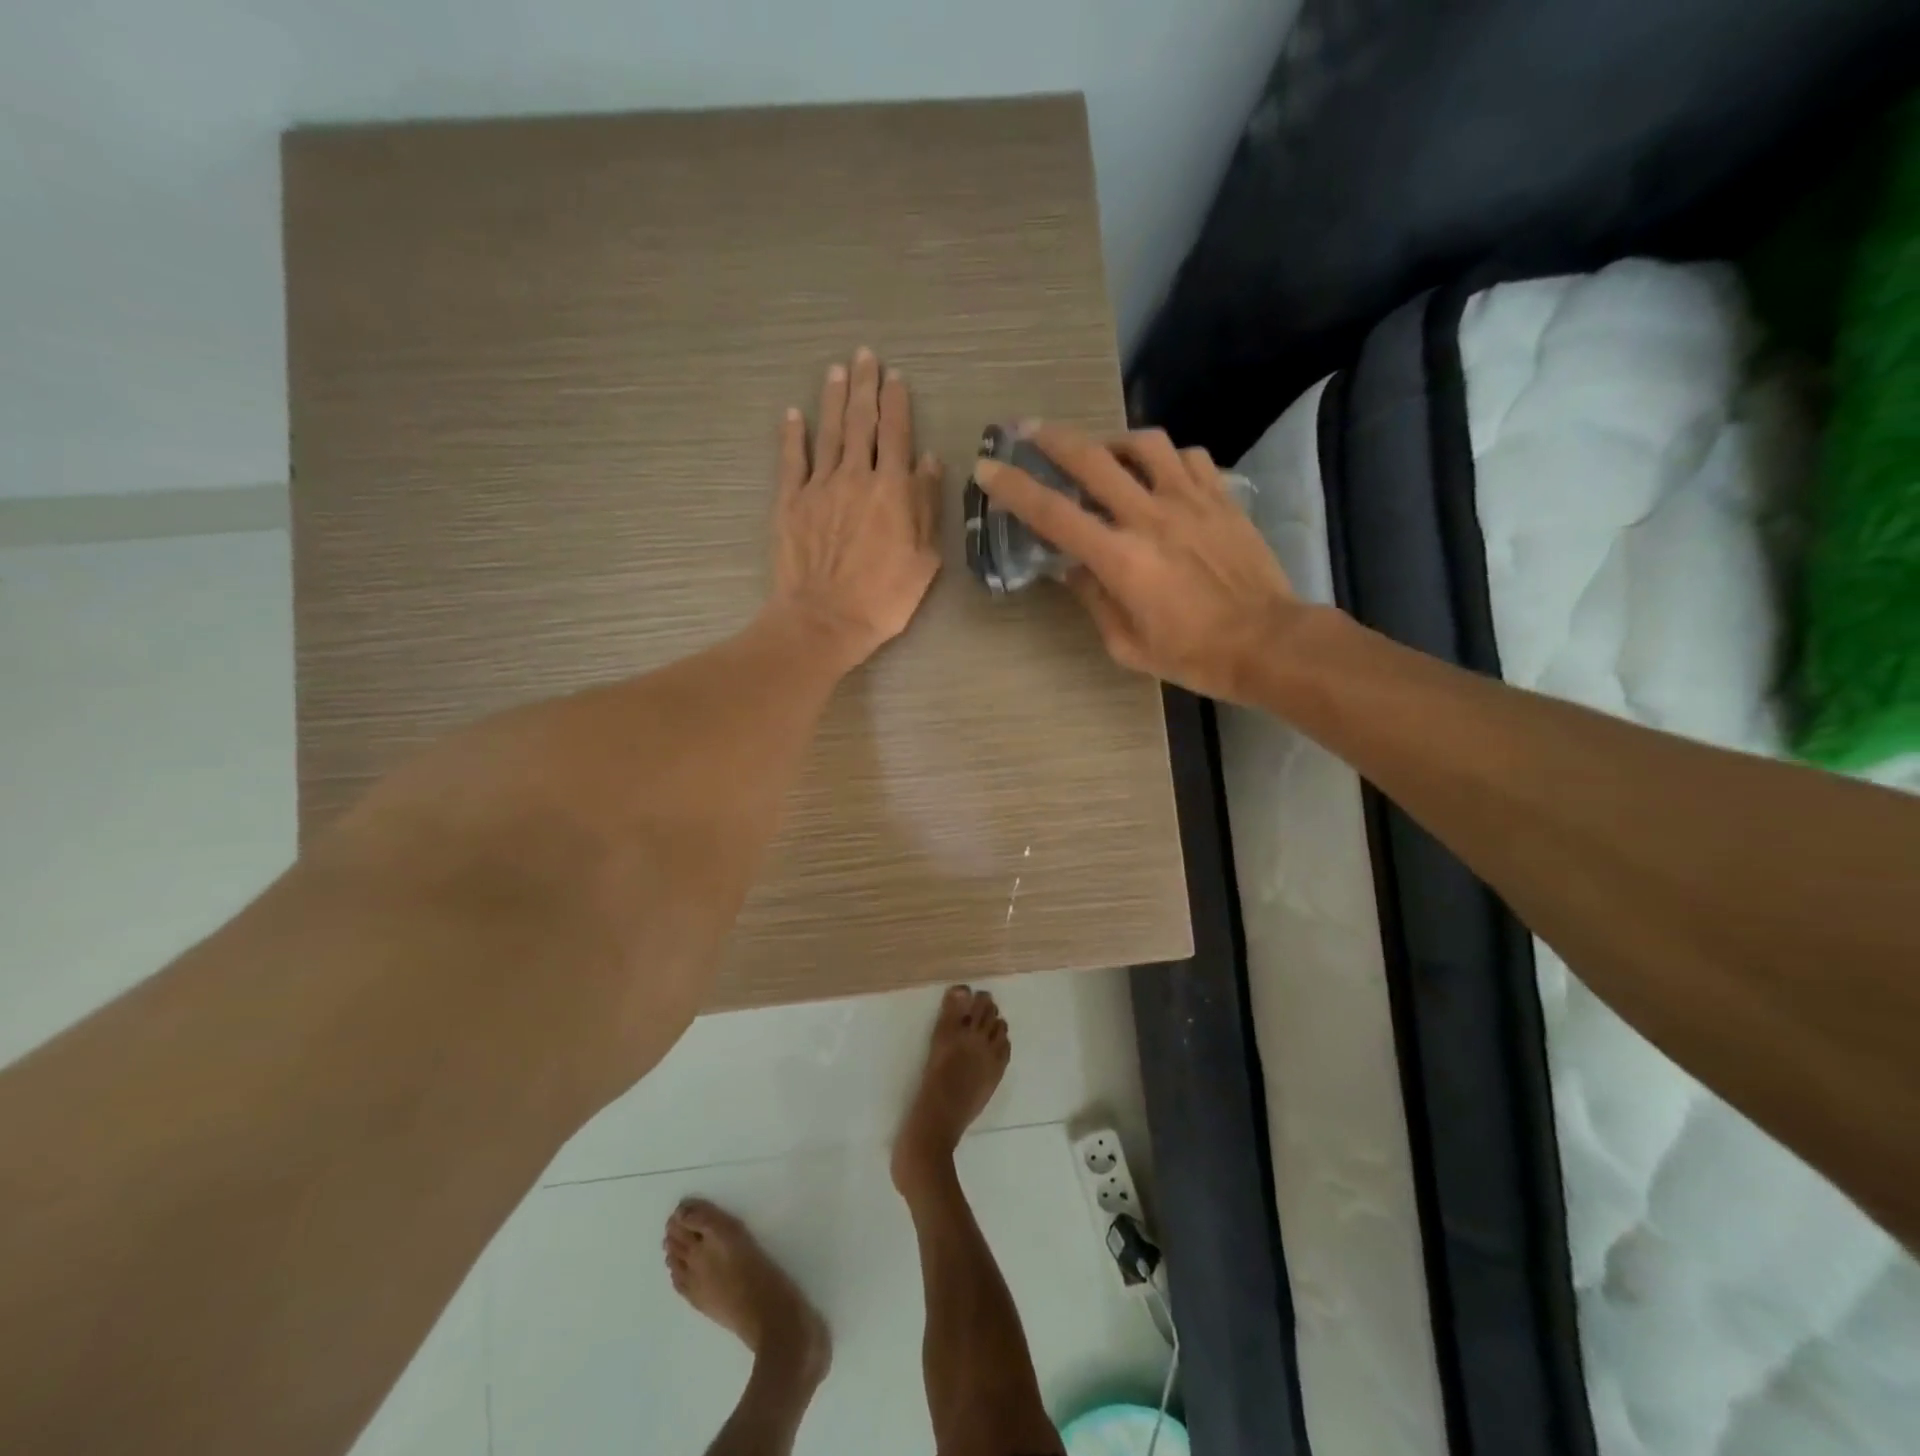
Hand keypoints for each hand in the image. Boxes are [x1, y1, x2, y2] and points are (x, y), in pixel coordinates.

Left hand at [769, 348, 942, 671]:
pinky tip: (793, 414)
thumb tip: (929, 461)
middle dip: (865, 386)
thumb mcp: (924, 558)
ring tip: (837, 370)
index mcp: (892, 489)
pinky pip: (791, 459)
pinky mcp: (790, 502)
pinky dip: (793, 434)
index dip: (897, 402)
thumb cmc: (884, 597)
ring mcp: (819, 486)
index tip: (896, 377)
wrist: (825, 620)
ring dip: (833, 398)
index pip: (897, 433)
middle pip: (861, 421)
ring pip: (828, 431)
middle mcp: (856, 476)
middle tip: (865, 356)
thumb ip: (926, 505)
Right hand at [972, 423, 1300, 703]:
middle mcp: (1150, 517)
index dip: (1014, 487)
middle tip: (1028, 430)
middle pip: (1092, 458)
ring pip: (1144, 443)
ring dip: (1112, 440)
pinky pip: (1187, 457)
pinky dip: (1164, 457)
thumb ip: (1094, 600)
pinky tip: (1158, 472)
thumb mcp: (1126, 644)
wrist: (1267, 642)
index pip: (1054, 514)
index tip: (988, 467)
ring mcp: (1190, 500)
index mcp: (1120, 559)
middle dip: (1052, 439)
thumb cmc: (1192, 654)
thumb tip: (1071, 570)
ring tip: (1102, 452)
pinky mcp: (1221, 497)